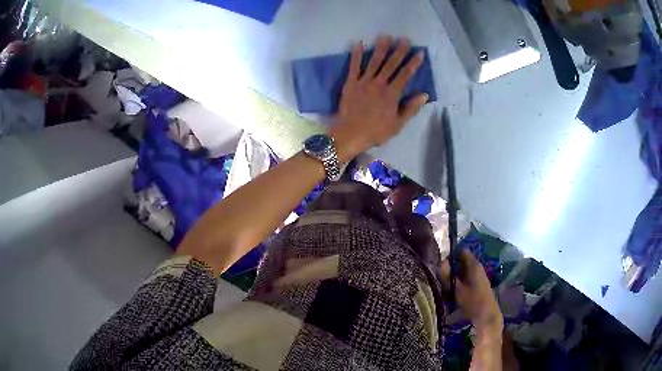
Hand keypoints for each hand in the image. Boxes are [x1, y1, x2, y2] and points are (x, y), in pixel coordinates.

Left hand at [330, 35, 429, 161]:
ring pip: (374, 62)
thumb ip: (411, 108)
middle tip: (404, 39)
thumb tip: (424, 95)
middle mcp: (379, 83)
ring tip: (385, 36)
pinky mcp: (351, 83)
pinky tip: (359, 44)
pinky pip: (354, 66)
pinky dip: (357, 55)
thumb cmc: (376, 131)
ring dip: (380, 48)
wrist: (351, 133)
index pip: (405, 75)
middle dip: (399, 51)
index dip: (413, 63)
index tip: (419, 53)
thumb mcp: (398, 124)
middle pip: (391, 64)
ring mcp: (364, 81)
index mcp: (392, 94)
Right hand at [442, 250, 502, 332]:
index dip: (451, 254)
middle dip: (451, 267)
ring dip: (453, 276)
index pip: (462, 251)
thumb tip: (441, 262)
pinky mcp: (477, 284)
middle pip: (462, 261)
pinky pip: (465, 278)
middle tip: (440, 275)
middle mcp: (477, 267)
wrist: (487, 315)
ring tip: (444, 285)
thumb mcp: (457, 289)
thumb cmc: (473, 301)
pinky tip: (452, 291)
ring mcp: (478, 276)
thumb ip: (448, 276)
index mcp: (474, 265)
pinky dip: (458, 282)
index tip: (441, 263)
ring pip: (463, 271)